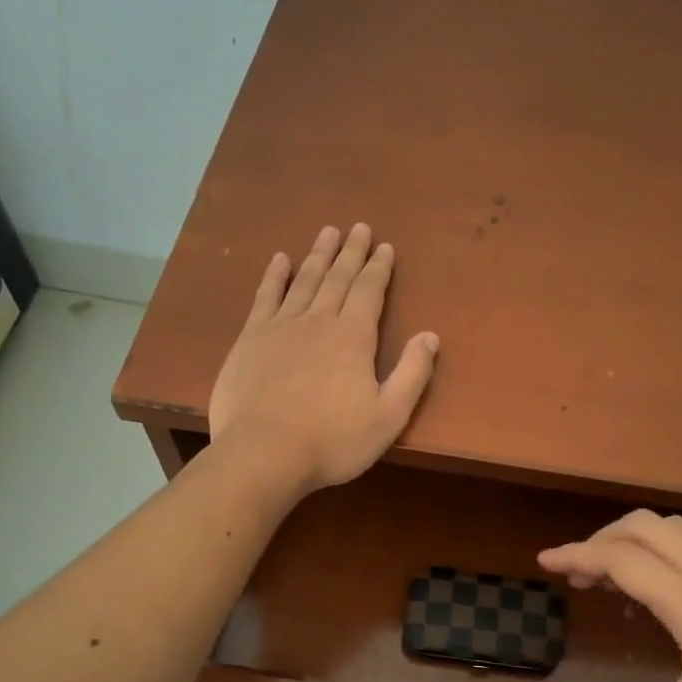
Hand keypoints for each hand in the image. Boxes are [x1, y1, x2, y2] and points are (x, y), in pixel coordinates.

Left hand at [209, 224, 439, 495]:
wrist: (264, 453)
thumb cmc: (332, 441)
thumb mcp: (388, 416)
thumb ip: (412, 374)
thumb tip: (430, 336)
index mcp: (353, 337)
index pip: (370, 291)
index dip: (379, 268)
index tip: (385, 246)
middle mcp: (318, 320)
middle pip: (338, 277)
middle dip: (351, 252)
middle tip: (359, 227)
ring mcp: (281, 326)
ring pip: (304, 280)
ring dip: (318, 255)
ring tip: (327, 232)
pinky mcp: (250, 339)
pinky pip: (265, 297)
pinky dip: (274, 276)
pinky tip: (280, 260)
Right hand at [528, 512, 681, 681]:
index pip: (624, 559)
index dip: (578, 554)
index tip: (543, 562)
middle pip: (648, 526)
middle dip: (602, 539)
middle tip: (574, 574)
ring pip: (675, 528)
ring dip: (633, 538)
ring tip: (607, 575)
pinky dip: (660, 547)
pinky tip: (652, 588)